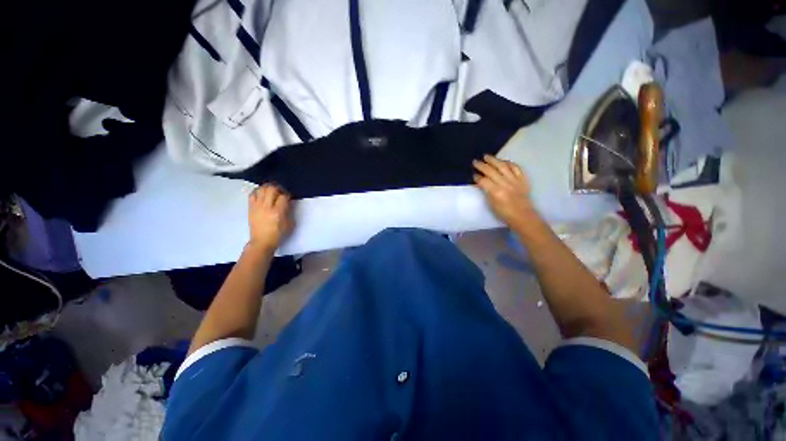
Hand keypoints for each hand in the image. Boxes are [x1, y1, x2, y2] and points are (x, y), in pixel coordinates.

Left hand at [247, 184, 293, 250]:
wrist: (261, 241)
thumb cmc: (278, 234)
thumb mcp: (289, 224)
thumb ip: (289, 211)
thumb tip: (288, 203)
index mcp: (278, 212)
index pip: (283, 196)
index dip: (287, 195)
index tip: (289, 198)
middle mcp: (266, 207)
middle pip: (271, 189)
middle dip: (278, 188)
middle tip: (281, 192)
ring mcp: (257, 206)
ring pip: (261, 189)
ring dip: (268, 188)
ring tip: (272, 191)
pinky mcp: (250, 207)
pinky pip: (252, 194)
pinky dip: (258, 191)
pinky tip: (262, 194)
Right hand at [473, 155, 535, 228]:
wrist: (523, 216)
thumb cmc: (504, 213)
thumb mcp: (491, 204)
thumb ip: (486, 192)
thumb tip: (480, 183)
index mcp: (496, 192)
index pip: (483, 181)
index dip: (477, 177)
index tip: (473, 175)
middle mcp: (505, 184)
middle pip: (491, 171)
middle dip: (482, 166)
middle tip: (475, 161)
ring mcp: (514, 180)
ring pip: (503, 166)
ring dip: (494, 160)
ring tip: (486, 156)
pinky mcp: (522, 179)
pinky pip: (516, 167)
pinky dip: (509, 163)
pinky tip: (503, 161)